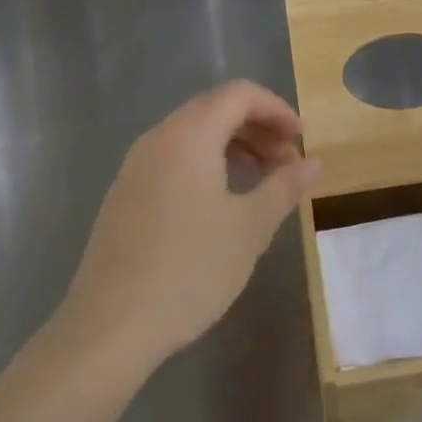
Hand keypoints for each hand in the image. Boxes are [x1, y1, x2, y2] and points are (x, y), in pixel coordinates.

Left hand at [62, 81, 317, 369]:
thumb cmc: (189, 270)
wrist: (109, 327)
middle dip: (257, 126)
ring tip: (262, 180)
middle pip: (214, 109)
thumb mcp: (250, 228)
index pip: (239, 94)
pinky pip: (173, 157)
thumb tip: (312, 161)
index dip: (276, 109)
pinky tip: (222, 202)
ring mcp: (135, 166)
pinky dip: (206, 162)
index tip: (302, 140)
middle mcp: (157, 139)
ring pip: (192, 134)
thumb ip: (284, 186)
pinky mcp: (125, 194)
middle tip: (287, 161)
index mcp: (188, 136)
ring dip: (233, 145)